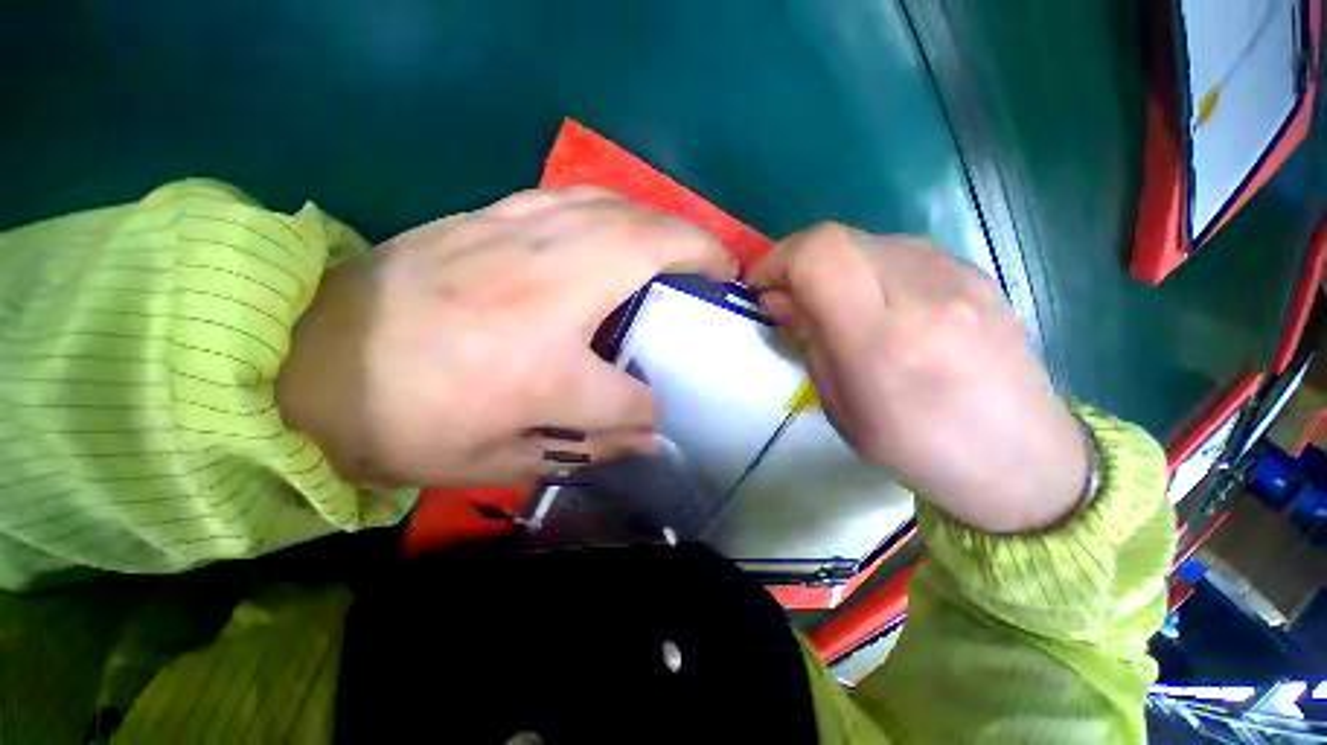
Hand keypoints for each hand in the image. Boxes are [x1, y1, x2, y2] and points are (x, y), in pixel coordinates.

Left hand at [277, 188, 734, 486]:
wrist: (304, 361)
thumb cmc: (401, 423)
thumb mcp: (497, 462)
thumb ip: (584, 447)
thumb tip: (644, 436)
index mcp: (544, 371)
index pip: (629, 395)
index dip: (645, 409)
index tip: (647, 412)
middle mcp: (546, 293)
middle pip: (650, 250)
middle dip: (702, 253)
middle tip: (724, 269)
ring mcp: (519, 241)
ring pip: (619, 209)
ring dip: (665, 222)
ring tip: (684, 244)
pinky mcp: (492, 216)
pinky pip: (575, 197)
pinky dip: (616, 206)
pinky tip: (621, 223)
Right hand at [747, 224, 1087, 533]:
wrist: (1021, 458)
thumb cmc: (918, 446)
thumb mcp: (841, 408)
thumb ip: (808, 343)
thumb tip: (777, 299)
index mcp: (884, 338)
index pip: (818, 256)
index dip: (777, 261)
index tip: (759, 288)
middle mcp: (924, 292)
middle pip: (837, 238)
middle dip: (796, 261)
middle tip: (788, 299)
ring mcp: (957, 275)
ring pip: (865, 240)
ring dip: (831, 265)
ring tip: (831, 304)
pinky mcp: (975, 272)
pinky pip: (898, 250)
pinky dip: (866, 267)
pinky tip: (875, 303)